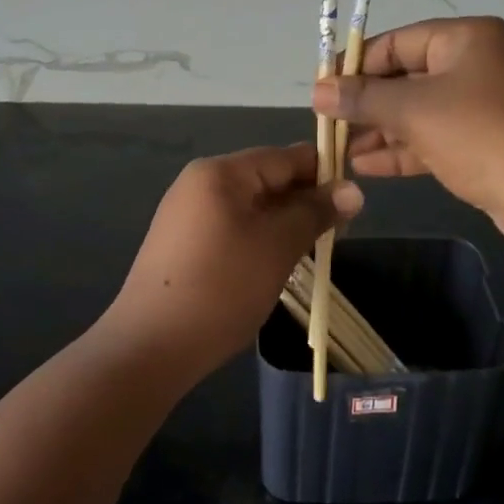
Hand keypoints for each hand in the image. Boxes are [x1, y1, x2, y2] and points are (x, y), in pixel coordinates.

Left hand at [104, 144, 363, 381]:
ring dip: (283, 222)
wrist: (150, 346)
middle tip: (338, 232)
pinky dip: (259, 238)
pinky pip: (232, 226)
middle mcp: (200, 182)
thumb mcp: (277, 246)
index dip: (323, 172)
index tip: (354, 200)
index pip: (284, 156)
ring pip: (251, 206)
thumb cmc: (221, 287)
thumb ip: (315, 213)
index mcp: (221, 172)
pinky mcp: (182, 243)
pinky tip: (275, 264)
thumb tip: (353, 190)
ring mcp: (187, 213)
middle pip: (266, 178)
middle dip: (304, 201)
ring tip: (311, 250)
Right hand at [312, 17, 503, 251]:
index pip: (397, 42)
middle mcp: (477, 64)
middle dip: (366, 103)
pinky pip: (436, 138)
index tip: (321, 90)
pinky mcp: (487, 143)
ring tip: (339, 150)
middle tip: (327, 125)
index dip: (355, 66)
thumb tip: (318, 91)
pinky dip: (404, 150)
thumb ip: (363, 98)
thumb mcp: (415, 111)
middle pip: (407, 77)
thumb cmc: (482, 135)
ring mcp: (485, 106)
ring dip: (380, 131)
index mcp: (467, 38)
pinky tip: (366, 166)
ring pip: (420, 112)